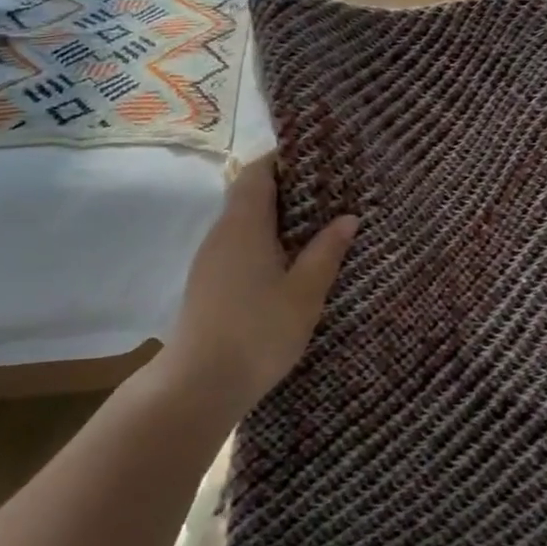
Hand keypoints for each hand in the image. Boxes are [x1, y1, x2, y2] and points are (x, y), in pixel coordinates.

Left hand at [163, 155, 358, 412]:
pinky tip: (286, 263)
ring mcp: (210, 258)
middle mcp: (222, 232)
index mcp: (244, 224)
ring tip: (313, 226)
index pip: (258, 172)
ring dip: (273, 218)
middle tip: (326, 195)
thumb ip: (326, 251)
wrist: (199, 385)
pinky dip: (262, 241)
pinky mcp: (207, 282)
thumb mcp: (305, 293)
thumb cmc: (258, 332)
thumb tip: (348, 217)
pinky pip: (237, 245)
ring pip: (242, 221)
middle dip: (285, 189)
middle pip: (248, 193)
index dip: (283, 160)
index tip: (316, 162)